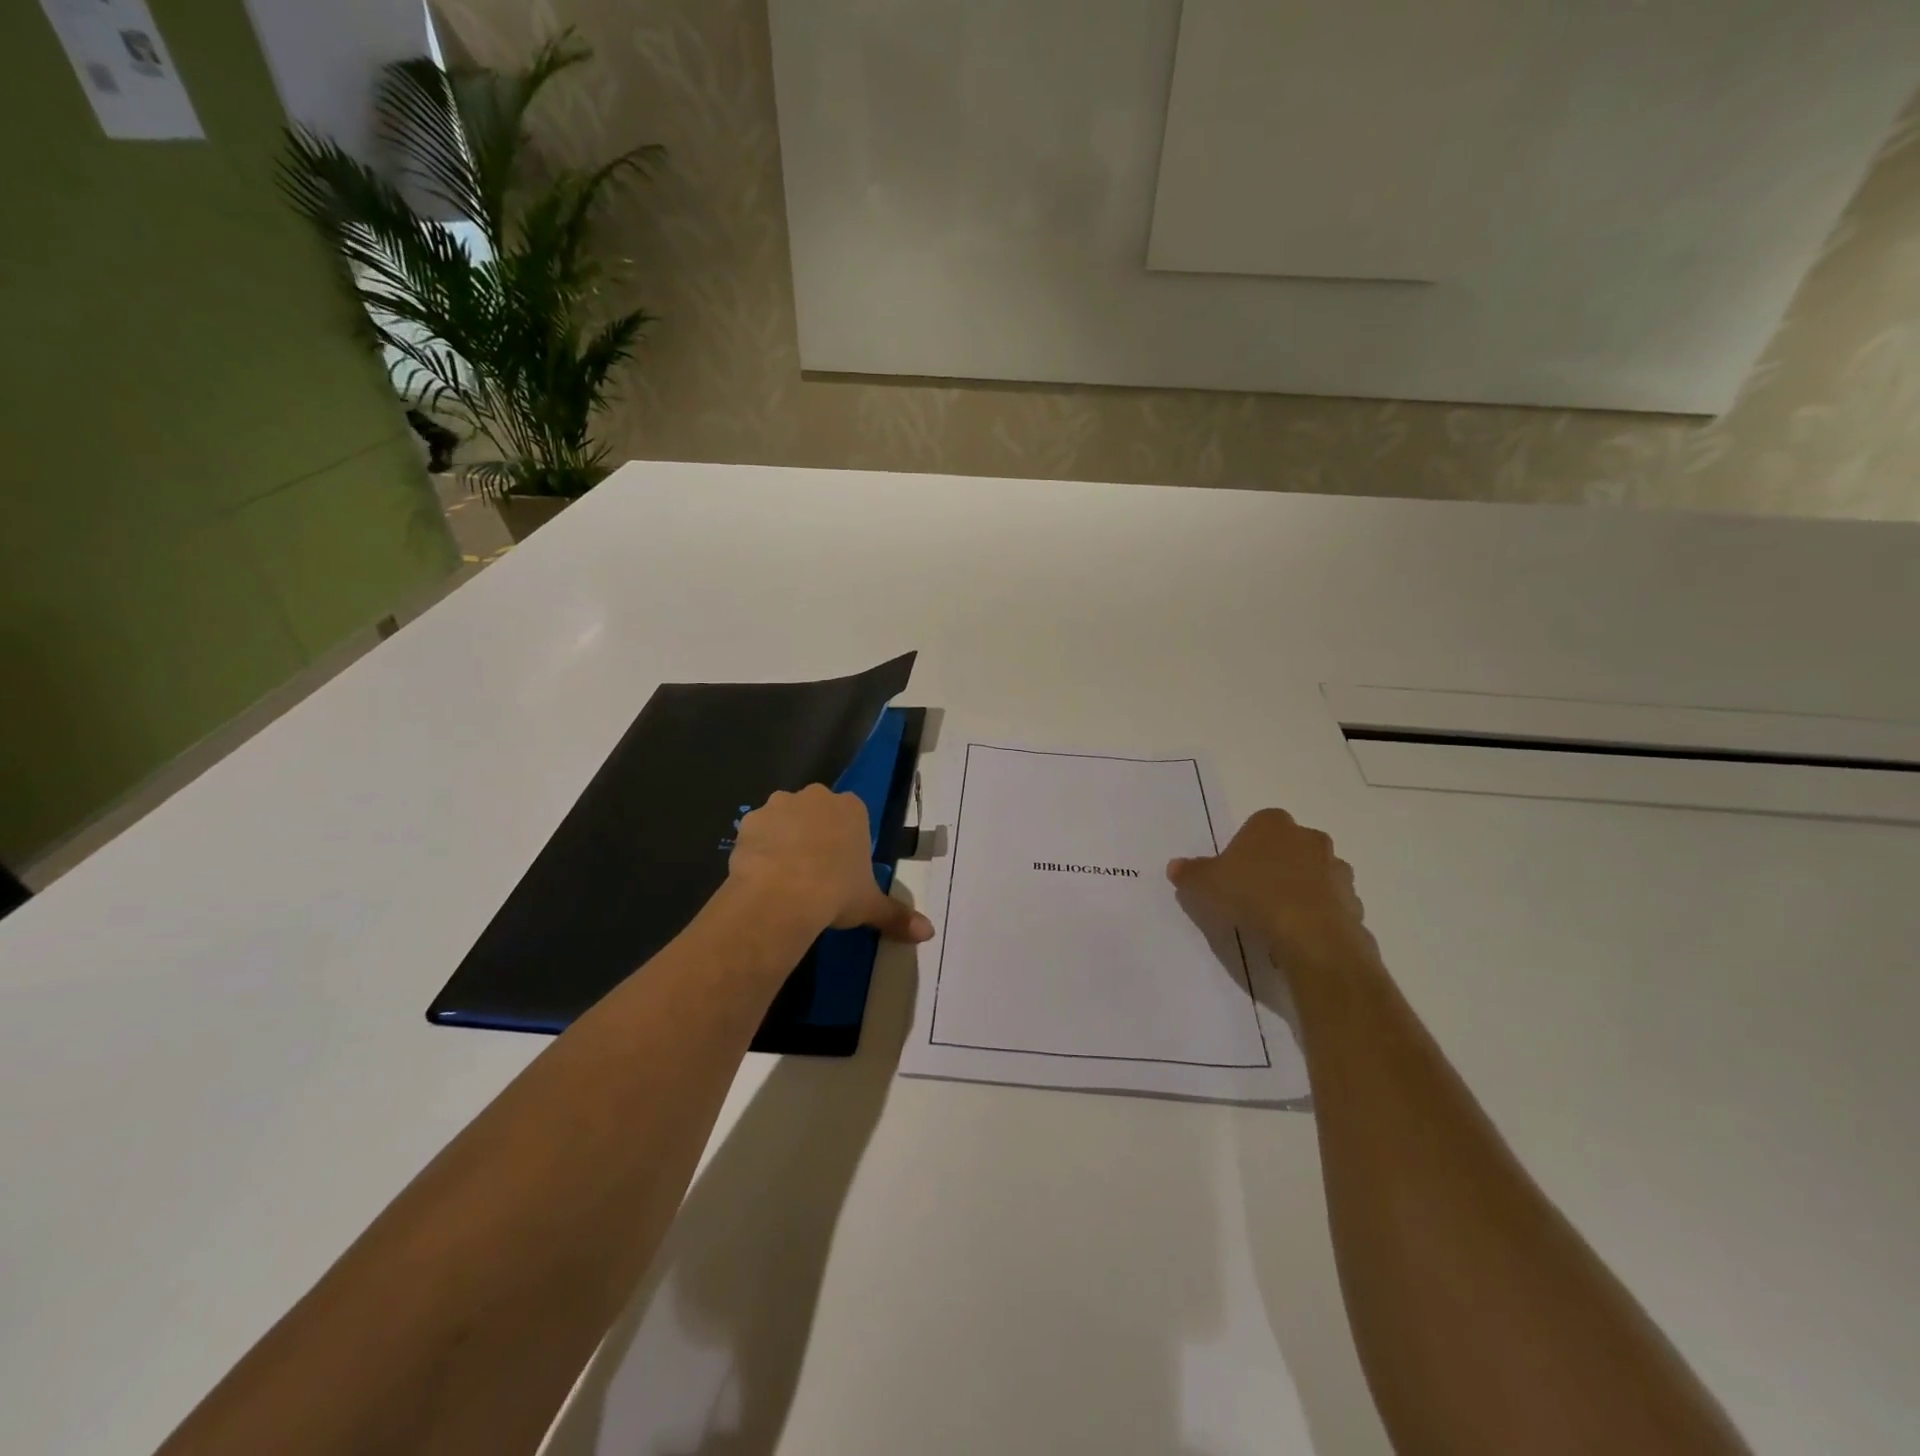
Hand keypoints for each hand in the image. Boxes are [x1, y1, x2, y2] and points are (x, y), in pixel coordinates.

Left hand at [728, 784, 934, 943]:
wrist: (782, 895)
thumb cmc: (836, 892)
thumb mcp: (870, 906)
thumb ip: (898, 915)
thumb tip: (929, 934)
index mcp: (852, 809)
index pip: (852, 816)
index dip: (846, 841)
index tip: (841, 867)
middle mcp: (816, 797)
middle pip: (817, 811)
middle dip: (815, 833)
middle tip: (814, 871)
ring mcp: (779, 805)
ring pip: (784, 818)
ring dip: (784, 837)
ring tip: (784, 876)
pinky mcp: (749, 821)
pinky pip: (756, 831)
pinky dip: (758, 848)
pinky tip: (760, 874)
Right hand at [1168, 809, 1378, 974]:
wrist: (1310, 935)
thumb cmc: (1253, 895)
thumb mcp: (1205, 884)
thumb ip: (1190, 873)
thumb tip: (1175, 866)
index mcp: (1273, 824)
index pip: (1257, 825)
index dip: (1244, 848)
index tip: (1233, 873)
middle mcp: (1310, 838)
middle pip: (1288, 848)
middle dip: (1275, 866)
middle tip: (1252, 894)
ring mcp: (1336, 870)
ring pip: (1313, 875)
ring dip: (1299, 891)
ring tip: (1276, 920)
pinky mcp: (1353, 902)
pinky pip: (1330, 905)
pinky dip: (1317, 916)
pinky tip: (1298, 936)